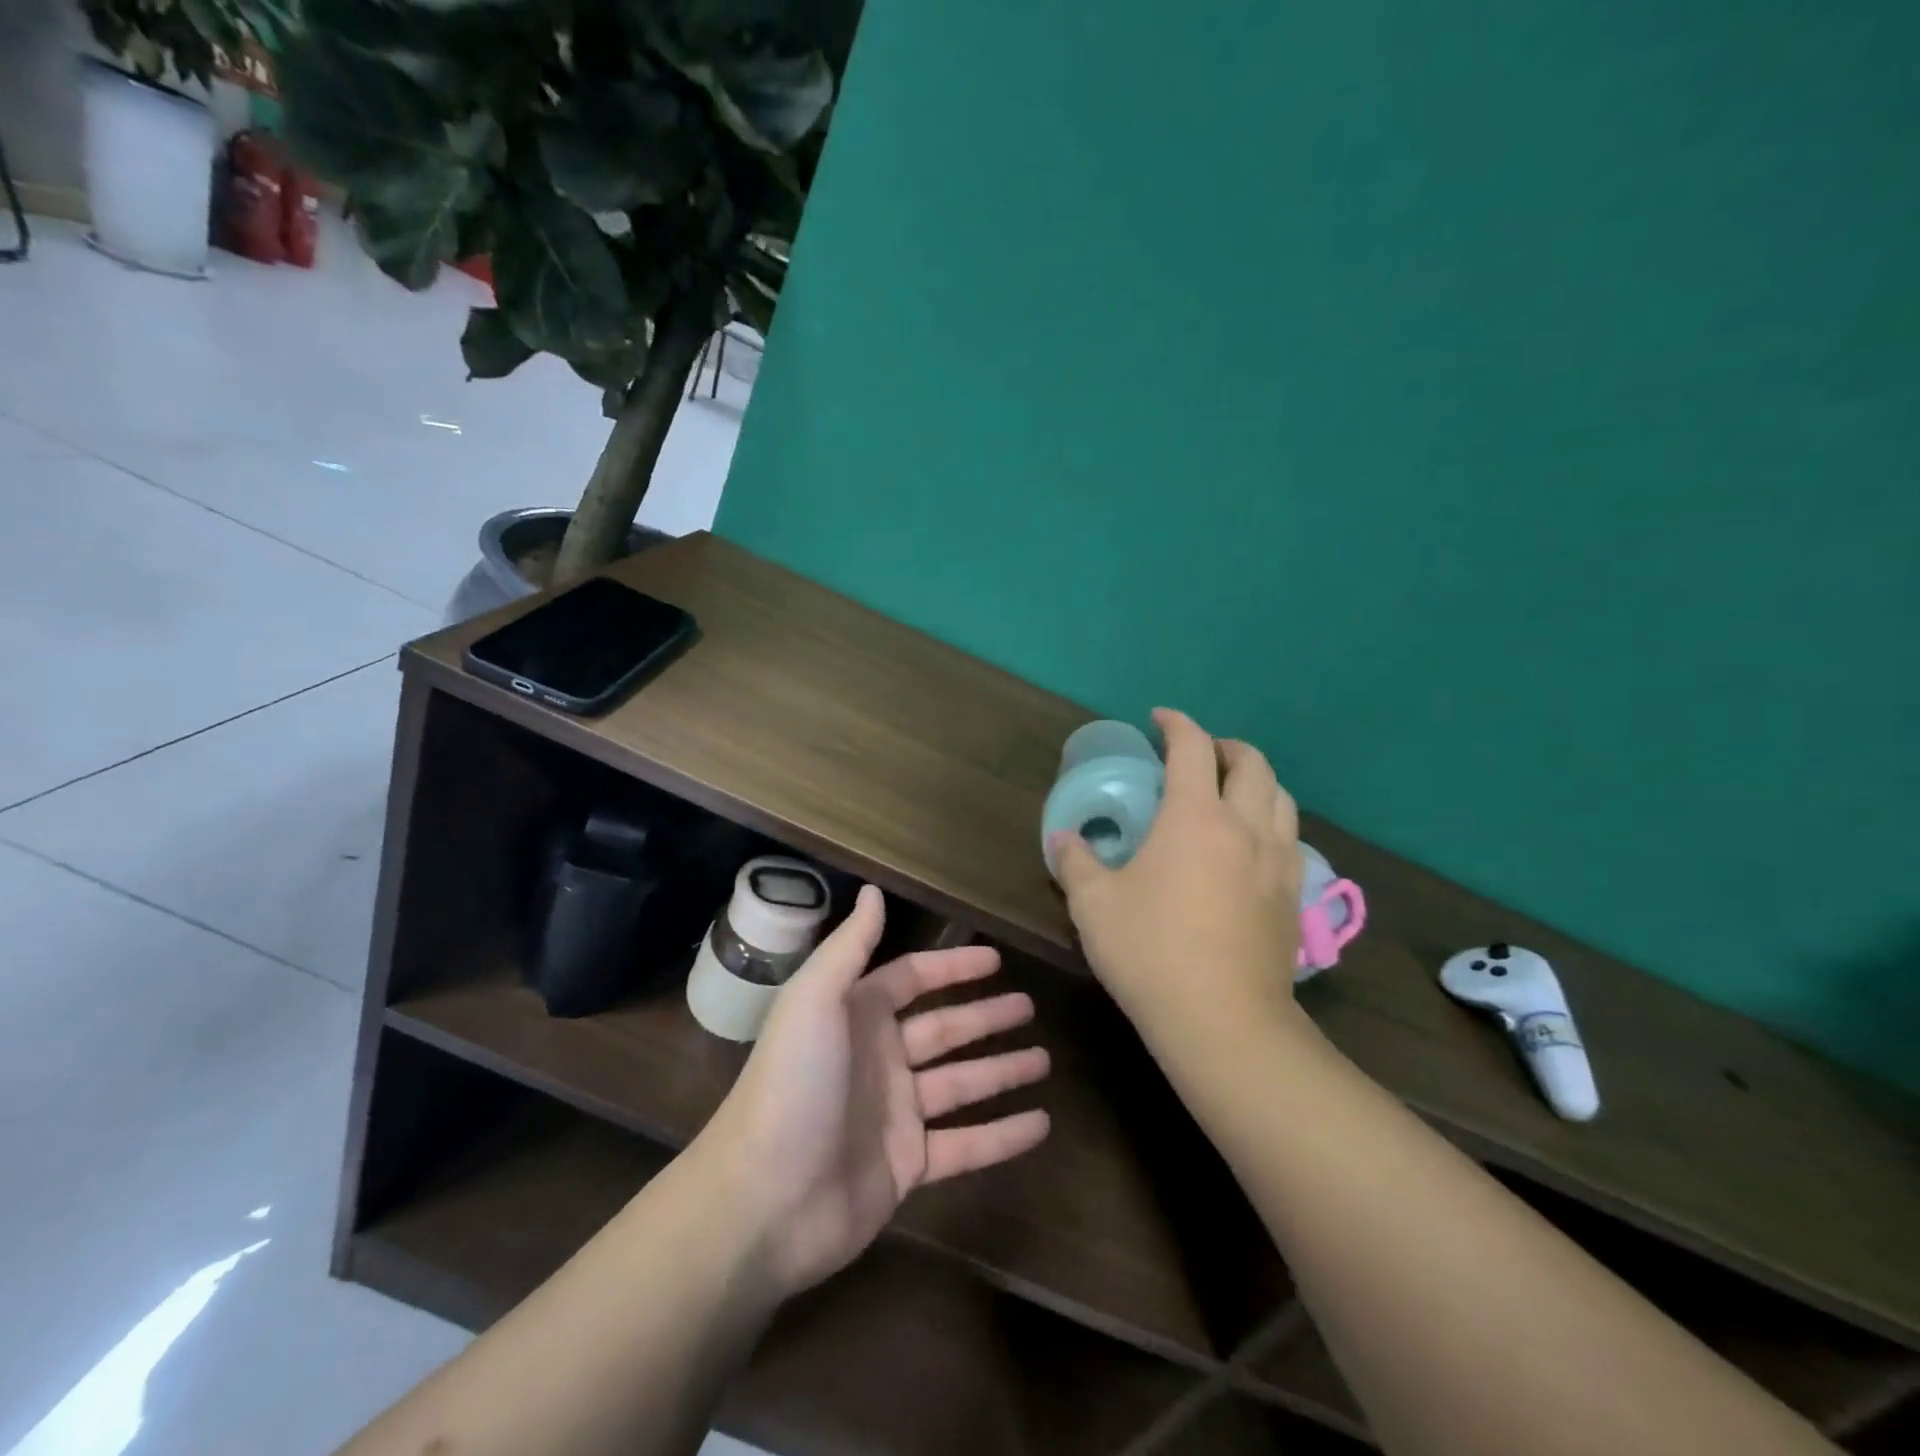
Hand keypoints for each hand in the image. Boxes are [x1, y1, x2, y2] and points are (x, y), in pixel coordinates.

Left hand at [701, 886, 1051, 1297]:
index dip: (952, 967)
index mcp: (856, 1017)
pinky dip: (1003, 1135)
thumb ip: (849, 946)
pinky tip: (1041, 1124)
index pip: (913, 979)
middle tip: (1030, 1006)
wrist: (762, 1202)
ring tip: (1045, 1059)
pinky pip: (965, 1144)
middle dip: (986, 1017)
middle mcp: (879, 1059)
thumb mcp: (815, 1000)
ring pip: (961, 1084)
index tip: (996, 960)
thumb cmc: (793, 1085)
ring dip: (1003, 1071)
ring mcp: (895, 1115)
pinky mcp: (907, 1167)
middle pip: (944, 1029)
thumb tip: (873, 890)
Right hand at [1050, 708, 1304, 1047]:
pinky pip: (1290, 838)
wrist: (1224, 1023)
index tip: (1159, 719)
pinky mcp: (1293, 897)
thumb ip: (1075, 863)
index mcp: (1195, 817)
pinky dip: (1271, 821)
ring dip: (1256, 781)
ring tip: (1230, 793)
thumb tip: (1063, 840)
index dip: (1176, 724)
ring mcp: (1278, 862)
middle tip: (1199, 754)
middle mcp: (1245, 827)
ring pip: (1281, 798)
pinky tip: (1250, 847)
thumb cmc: (1150, 952)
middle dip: (1225, 747)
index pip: (1192, 748)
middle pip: (1252, 763)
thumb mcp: (1093, 905)